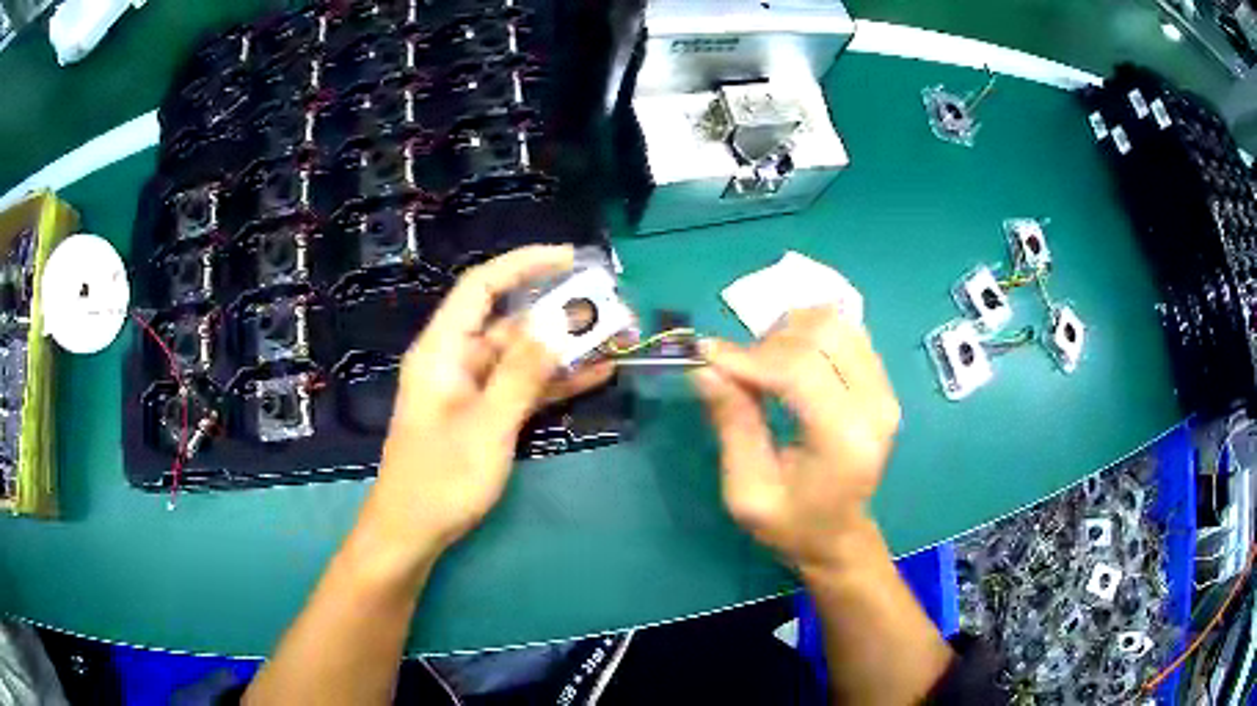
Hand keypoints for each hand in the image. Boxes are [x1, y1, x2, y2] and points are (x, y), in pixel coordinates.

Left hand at [362, 246, 613, 562]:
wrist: (414, 531)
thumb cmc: (440, 478)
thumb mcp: (486, 426)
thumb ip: (521, 374)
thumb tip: (555, 327)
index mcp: (443, 350)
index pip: (482, 287)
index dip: (524, 264)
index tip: (571, 258)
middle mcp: (457, 360)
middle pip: (510, 321)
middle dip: (558, 312)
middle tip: (609, 307)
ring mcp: (473, 389)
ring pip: (523, 355)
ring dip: (564, 348)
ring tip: (615, 337)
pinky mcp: (486, 414)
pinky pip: (524, 387)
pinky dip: (556, 380)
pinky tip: (597, 373)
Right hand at [693, 306, 900, 573]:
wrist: (837, 533)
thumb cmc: (790, 522)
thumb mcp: (747, 490)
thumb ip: (732, 425)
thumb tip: (705, 367)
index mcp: (845, 440)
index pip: (800, 370)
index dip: (749, 355)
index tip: (707, 356)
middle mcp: (876, 406)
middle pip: (820, 335)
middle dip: (767, 344)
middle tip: (739, 373)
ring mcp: (886, 389)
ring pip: (834, 322)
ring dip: (790, 333)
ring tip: (765, 365)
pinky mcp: (883, 381)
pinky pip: (846, 331)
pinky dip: (810, 335)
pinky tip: (791, 362)